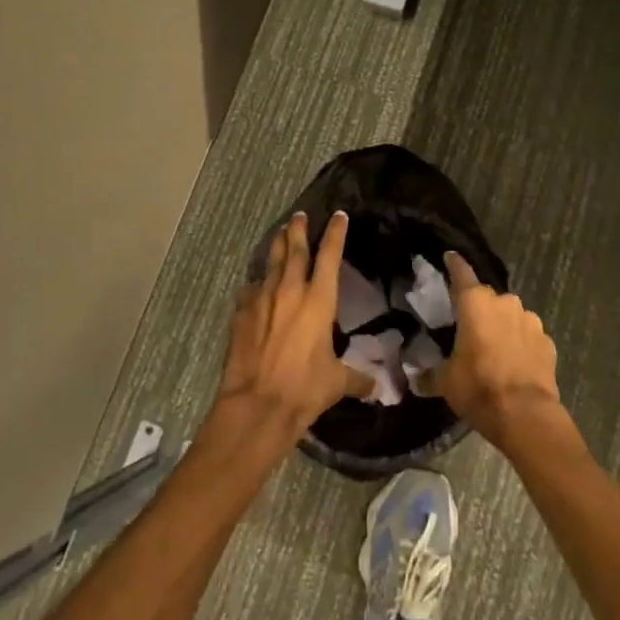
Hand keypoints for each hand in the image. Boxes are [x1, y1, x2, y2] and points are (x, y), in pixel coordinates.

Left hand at [214, 211, 368, 445]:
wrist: (258, 404)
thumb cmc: (305, 389)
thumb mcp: (337, 383)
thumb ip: (357, 378)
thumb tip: (377, 387)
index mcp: (319, 300)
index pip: (330, 256)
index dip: (336, 233)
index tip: (339, 215)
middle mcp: (290, 291)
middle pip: (295, 249)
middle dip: (299, 229)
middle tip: (300, 215)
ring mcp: (262, 299)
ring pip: (271, 263)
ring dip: (277, 246)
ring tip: (280, 234)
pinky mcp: (241, 313)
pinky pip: (250, 289)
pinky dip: (257, 283)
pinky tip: (255, 284)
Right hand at [433, 251, 563, 449]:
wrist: (526, 416)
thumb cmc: (479, 388)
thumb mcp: (446, 382)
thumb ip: (429, 374)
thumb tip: (416, 379)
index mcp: (475, 303)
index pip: (461, 273)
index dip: (454, 264)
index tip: (449, 256)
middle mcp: (504, 302)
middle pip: (487, 298)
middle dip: (479, 309)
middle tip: (469, 329)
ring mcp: (530, 320)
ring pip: (511, 316)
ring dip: (502, 326)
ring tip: (494, 349)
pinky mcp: (548, 341)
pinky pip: (528, 336)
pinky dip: (521, 344)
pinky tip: (515, 363)